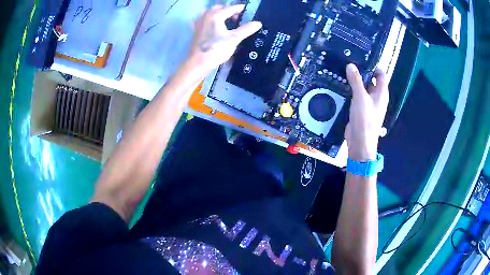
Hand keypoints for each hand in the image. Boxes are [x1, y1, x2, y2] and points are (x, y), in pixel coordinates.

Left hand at [188, 5, 261, 71]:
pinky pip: (206, 20)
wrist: (198, 63)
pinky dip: (212, 21)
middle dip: (229, 11)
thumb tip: (258, 23)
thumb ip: (246, 29)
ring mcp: (199, 23)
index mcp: (216, 15)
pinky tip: (216, 27)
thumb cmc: (216, 49)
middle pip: (219, 8)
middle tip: (238, 18)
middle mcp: (206, 16)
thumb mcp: (234, 39)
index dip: (240, 8)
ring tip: (228, 22)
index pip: (231, 8)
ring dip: (220, 15)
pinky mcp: (196, 31)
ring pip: (211, 14)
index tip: (248, 10)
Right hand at [344, 64, 388, 161]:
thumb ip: (356, 80)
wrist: (360, 142)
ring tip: (342, 71)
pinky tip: (341, 86)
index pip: (381, 74)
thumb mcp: (360, 97)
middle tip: (348, 63)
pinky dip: (351, 90)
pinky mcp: (360, 109)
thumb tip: (351, 65)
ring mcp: (368, 103)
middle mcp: (376, 97)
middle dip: (361, 72)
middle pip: (371, 80)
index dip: (373, 66)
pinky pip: (357, 96)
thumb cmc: (365, 119)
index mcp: (381, 93)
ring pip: (363, 88)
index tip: (361, 59)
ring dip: (355, 81)